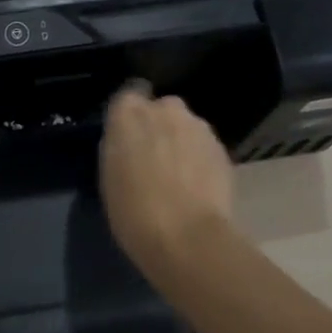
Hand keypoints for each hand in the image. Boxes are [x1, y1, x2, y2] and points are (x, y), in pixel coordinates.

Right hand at [100, 83, 235, 276]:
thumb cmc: (134, 210)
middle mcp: (165, 108)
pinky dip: (200, 159)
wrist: (188, 238)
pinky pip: (204, 146)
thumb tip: (129, 140)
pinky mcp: (222, 148)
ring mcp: (198, 126)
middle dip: (159, 126)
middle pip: (161, 108)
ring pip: (186, 126)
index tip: (129, 137)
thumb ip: (119, 146)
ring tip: (179, 176)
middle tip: (153, 158)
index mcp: (128, 112)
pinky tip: (197, 186)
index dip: (130, 115)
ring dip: (181, 142)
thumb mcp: (109, 176)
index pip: (129, 94)